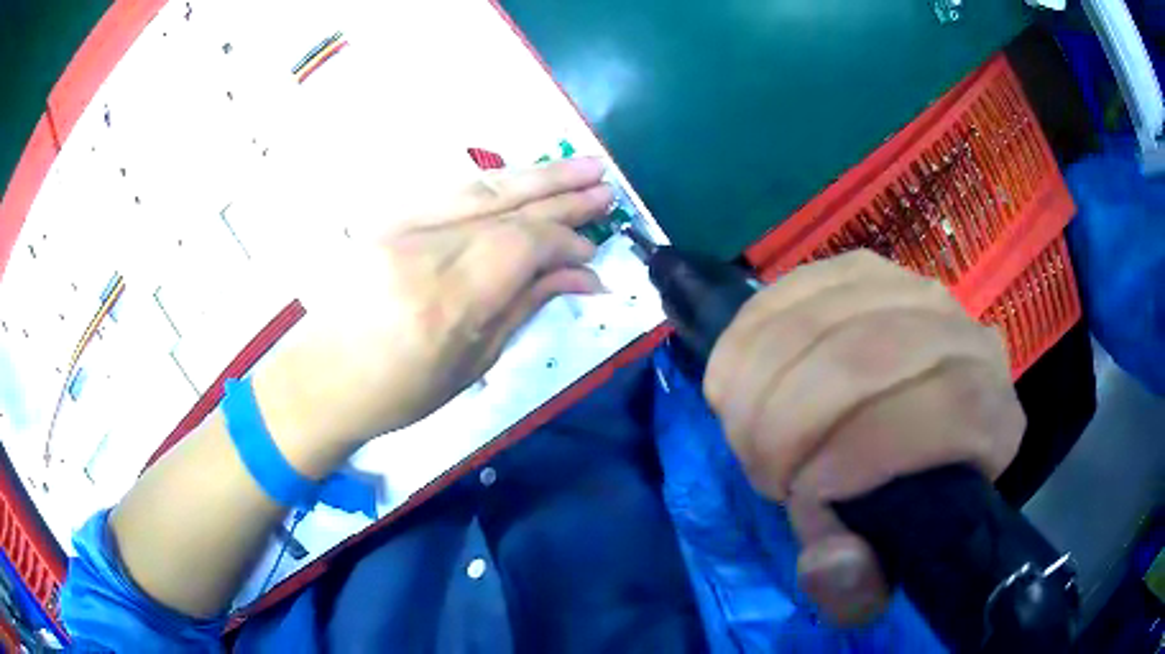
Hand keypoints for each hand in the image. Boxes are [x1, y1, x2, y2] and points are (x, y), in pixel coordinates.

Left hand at [252, 158, 613, 470]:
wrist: (323, 378)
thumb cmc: (400, 391)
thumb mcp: (473, 361)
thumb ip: (527, 304)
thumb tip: (583, 276)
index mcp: (448, 297)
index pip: (525, 244)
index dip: (567, 242)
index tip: (595, 253)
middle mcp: (424, 247)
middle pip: (507, 204)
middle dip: (562, 192)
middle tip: (606, 185)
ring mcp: (398, 224)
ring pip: (480, 185)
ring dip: (535, 175)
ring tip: (580, 167)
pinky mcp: (385, 216)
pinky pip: (449, 189)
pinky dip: (493, 181)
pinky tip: (521, 179)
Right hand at [703, 251, 1023, 625]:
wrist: (895, 428)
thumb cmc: (893, 506)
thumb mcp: (879, 568)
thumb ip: (853, 588)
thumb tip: (828, 559)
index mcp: (991, 419)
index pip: (948, 409)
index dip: (864, 452)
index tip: (804, 493)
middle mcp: (965, 339)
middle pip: (868, 357)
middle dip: (788, 423)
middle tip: (764, 471)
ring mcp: (911, 290)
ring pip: (820, 320)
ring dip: (761, 385)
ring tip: (750, 431)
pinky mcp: (861, 269)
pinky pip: (790, 289)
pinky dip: (751, 337)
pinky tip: (747, 377)